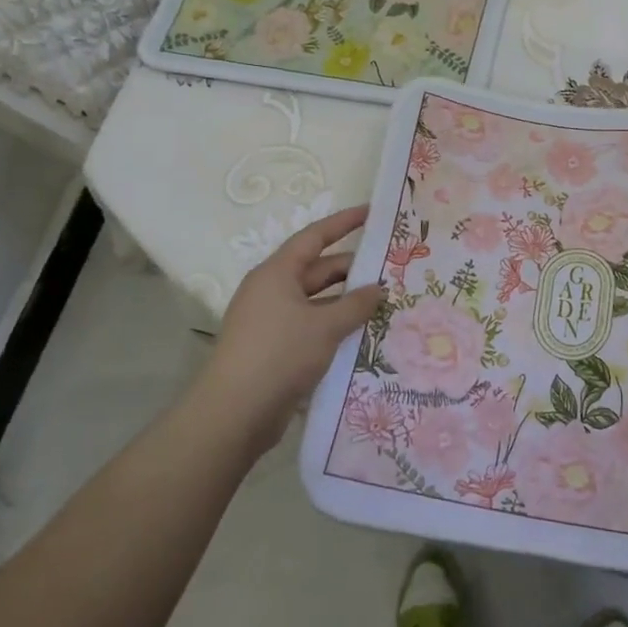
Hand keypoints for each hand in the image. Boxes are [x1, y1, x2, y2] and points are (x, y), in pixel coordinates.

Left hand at [200, 204, 384, 454]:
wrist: (235, 413)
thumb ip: (356, 304)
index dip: (344, 223)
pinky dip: (335, 325)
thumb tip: (379, 288)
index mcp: (277, 273)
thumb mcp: (326, 326)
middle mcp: (272, 290)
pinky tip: (363, 334)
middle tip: (392, 270)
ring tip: (386, 304)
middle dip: (353, 270)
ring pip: (318, 301)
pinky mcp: (275, 347)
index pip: (315, 237)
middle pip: (318, 270)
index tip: (372, 213)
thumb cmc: (279, 354)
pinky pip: (312, 325)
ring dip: (347, 302)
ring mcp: (272, 320)